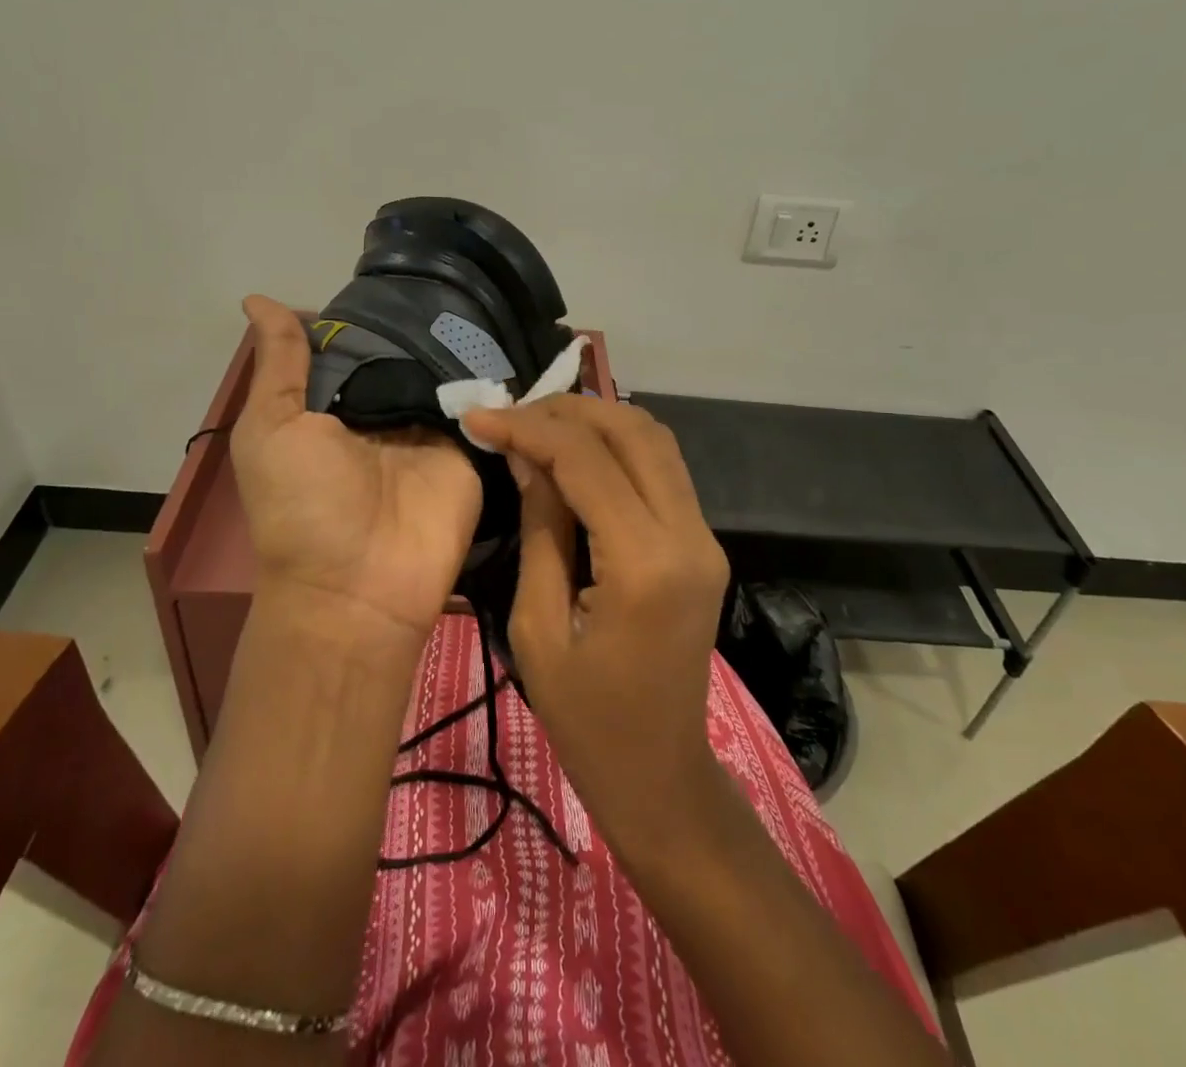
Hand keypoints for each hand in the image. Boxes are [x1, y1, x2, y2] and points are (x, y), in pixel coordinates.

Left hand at [232, 295, 481, 641]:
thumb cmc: (301, 506)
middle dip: (424, 323)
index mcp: (335, 406)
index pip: (359, 346)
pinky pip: (483, 405)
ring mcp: (431, 430)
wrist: (357, 588)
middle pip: (409, 355)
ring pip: (449, 373)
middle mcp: (385, 413)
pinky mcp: (469, 449)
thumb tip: (257, 298)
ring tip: (485, 294)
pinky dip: (493, 376)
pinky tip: (509, 335)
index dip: (373, 314)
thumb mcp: (271, 429)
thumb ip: (280, 366)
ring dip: (462, 343)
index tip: (400, 273)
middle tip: (454, 274)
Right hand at [461, 395, 731, 847]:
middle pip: (634, 431)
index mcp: (645, 564)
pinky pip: (662, 470)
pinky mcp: (703, 543)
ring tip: (537, 424)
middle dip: (568, 410)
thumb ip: (540, 529)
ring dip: (597, 420)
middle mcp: (689, 536)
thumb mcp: (538, 627)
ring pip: (656, 440)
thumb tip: (526, 457)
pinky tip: (574, 454)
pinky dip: (617, 447)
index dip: (529, 428)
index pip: (588, 460)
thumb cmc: (586, 720)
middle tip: (511, 413)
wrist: (661, 775)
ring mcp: (705, 537)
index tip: (480, 416)